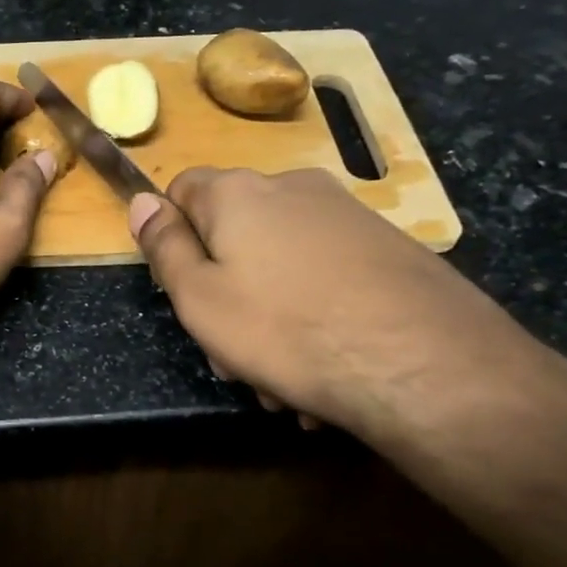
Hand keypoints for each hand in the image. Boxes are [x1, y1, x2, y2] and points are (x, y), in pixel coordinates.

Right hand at [129, 167, 566, 458]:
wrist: (426, 364)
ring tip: (283, 378)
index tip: (184, 288)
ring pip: (280, 261)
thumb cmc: (287, 330)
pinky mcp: (389, 248)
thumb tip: (140, 201)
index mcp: (239, 193)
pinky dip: (314, 312)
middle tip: (231, 352)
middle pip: (234, 231)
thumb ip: (164, 247)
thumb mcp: (200, 298)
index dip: (173, 238)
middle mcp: (293, 188)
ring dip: (268, 312)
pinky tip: (325, 366)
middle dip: (224, 288)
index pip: (182, 190)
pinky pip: (326, 276)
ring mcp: (348, 215)